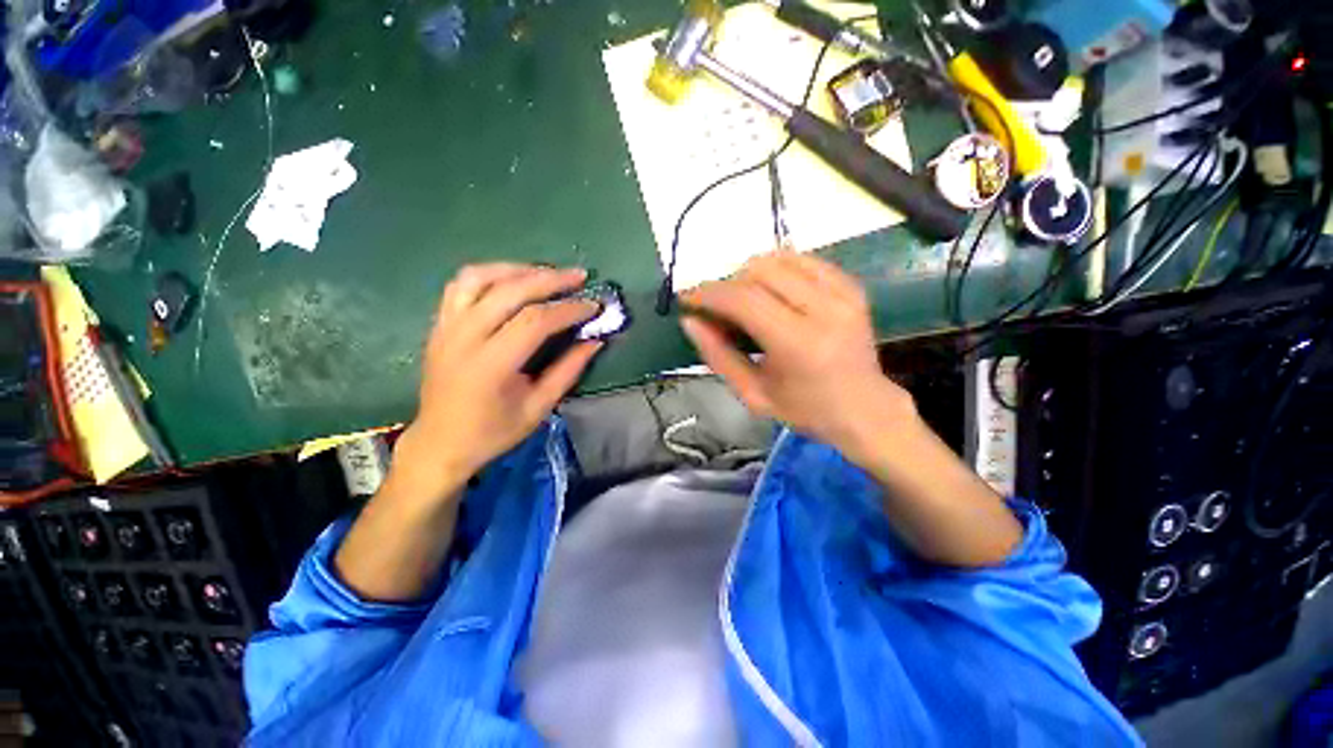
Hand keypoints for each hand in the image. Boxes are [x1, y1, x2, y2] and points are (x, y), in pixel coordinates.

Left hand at [393, 263, 601, 500]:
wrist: (441, 442)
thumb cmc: (493, 431)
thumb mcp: (539, 407)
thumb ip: (568, 370)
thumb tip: (595, 341)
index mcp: (490, 365)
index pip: (535, 321)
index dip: (568, 310)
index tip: (593, 306)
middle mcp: (464, 337)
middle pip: (510, 290)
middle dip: (550, 279)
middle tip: (579, 276)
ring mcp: (446, 326)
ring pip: (480, 277)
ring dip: (518, 269)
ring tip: (547, 273)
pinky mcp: (439, 324)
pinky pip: (462, 284)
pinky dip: (491, 274)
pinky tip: (512, 279)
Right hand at [680, 251, 913, 463]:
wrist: (865, 409)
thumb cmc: (804, 409)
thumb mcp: (752, 394)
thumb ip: (717, 356)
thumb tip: (689, 321)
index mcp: (799, 344)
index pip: (744, 299)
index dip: (709, 293)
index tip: (687, 298)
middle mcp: (825, 309)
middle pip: (759, 271)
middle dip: (727, 284)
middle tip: (717, 308)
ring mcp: (843, 292)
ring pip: (779, 258)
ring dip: (749, 275)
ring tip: (743, 301)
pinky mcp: (850, 285)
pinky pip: (801, 259)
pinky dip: (776, 270)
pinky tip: (770, 293)